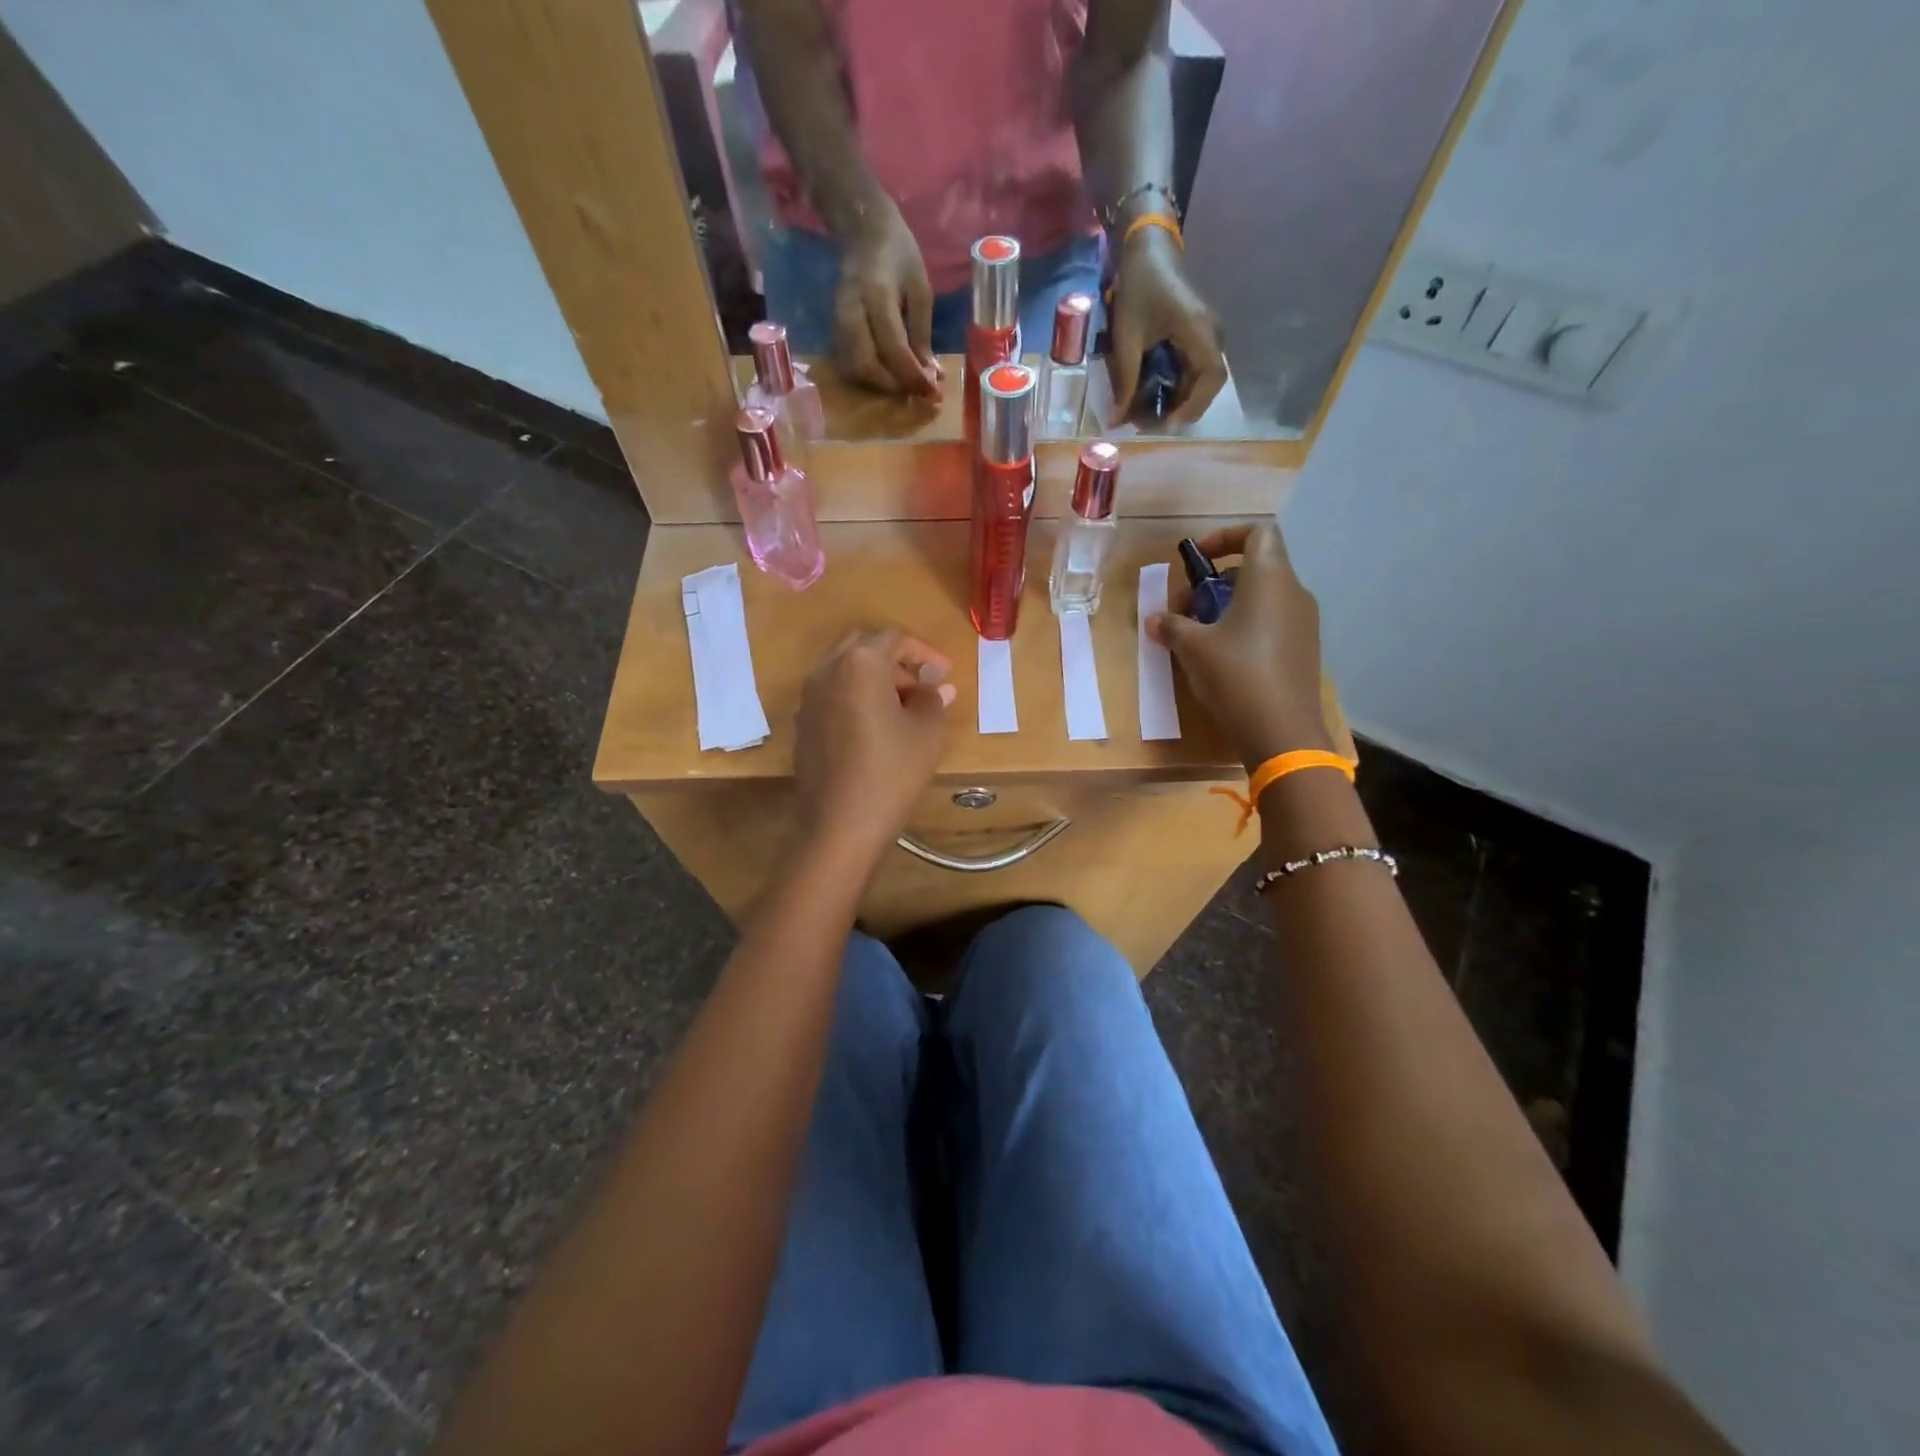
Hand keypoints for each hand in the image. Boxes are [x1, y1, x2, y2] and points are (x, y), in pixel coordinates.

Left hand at [793, 629, 955, 868]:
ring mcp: (808, 697)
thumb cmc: (891, 772)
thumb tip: (937, 686)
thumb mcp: (926, 733)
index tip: (946, 672)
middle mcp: (827, 670)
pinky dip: (856, 697)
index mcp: (859, 663)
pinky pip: (833, 694)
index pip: (895, 638)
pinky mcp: (802, 724)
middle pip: (864, 647)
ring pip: (845, 670)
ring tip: (904, 708)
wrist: (839, 825)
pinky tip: (877, 727)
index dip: (926, 652)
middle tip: (922, 685)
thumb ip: (933, 699)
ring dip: (875, 679)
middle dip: (896, 660)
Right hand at [833, 199, 942, 398]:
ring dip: (879, 386)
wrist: (863, 231)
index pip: (893, 348)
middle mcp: (851, 311)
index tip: (933, 392)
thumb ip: (922, 334)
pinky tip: (887, 375)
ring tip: (903, 385)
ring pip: (852, 369)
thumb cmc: (899, 255)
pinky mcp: (833, 329)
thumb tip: (931, 375)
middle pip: (865, 365)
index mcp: (877, 295)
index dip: (913, 376)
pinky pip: (847, 364)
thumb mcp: (921, 290)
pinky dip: (868, 378)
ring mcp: (837, 321)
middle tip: (916, 390)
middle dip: (893, 386)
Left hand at [1106, 228, 1225, 424]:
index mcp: (1200, 331)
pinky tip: (1150, 393)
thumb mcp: (1126, 337)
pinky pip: (1191, 369)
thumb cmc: (1138, 287)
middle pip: (1207, 384)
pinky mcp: (1197, 335)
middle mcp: (1212, 334)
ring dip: (1176, 399)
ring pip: (1199, 379)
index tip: (1166, 422)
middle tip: (1149, 423)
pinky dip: (1174, 386)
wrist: (1147, 249)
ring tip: (1146, 411)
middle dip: (1180, 408)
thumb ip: (1124, 380)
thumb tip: (1118, 420)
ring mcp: (1207, 334)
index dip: (1193, 406)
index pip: (1212, 378)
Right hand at [1145, 522, 1331, 769]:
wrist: (1282, 730)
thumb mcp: (1192, 648)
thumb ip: (1171, 626)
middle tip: (1187, 609)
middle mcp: (1293, 592)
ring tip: (1201, 635)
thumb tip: (1154, 620)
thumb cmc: (1235, 675)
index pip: (1258, 532)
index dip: (1226, 537)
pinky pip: (1273, 622)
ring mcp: (1304, 622)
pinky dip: (1247, 626)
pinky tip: (1224, 657)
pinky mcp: (1304, 649)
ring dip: (1229, 606)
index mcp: (1269, 579)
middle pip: (1256, 567)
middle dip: (1216, 581)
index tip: (1198, 562)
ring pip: (1264, 596)